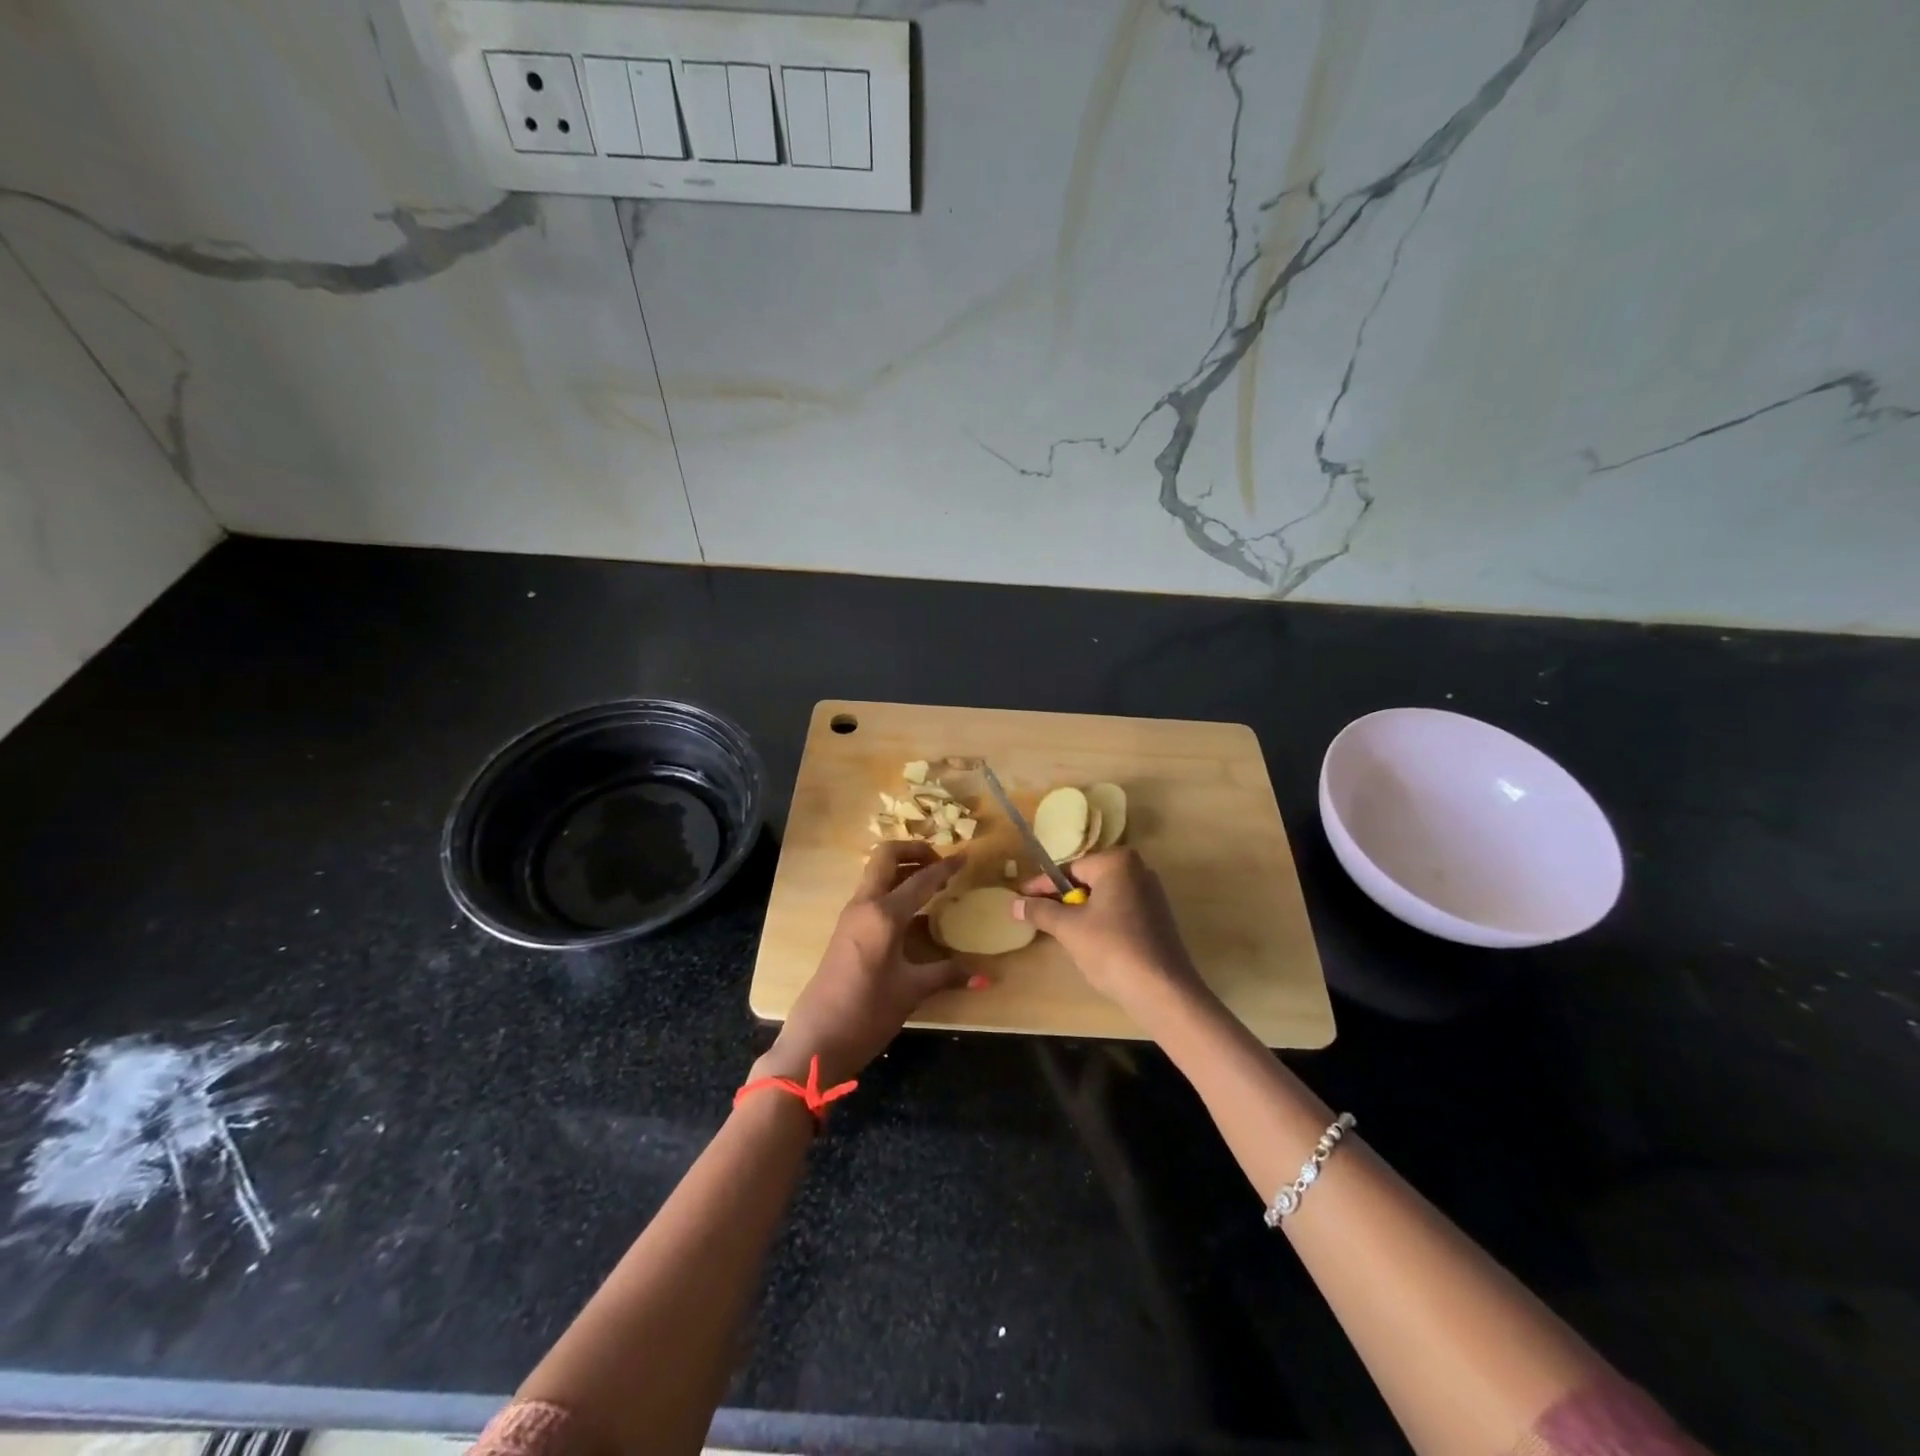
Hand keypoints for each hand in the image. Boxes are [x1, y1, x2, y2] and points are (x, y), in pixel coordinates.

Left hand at [755, 842, 971, 1085]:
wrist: (817, 1040)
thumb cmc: (867, 1013)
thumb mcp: (912, 991)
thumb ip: (947, 974)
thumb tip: (985, 976)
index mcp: (884, 914)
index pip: (921, 879)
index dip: (946, 867)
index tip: (966, 856)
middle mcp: (865, 904)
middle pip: (887, 856)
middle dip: (915, 851)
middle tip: (941, 864)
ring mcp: (851, 915)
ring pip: (877, 873)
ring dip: (903, 868)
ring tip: (931, 883)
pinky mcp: (845, 928)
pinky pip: (871, 892)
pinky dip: (892, 887)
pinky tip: (912, 910)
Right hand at [1011, 848, 1205, 1013]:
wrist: (1162, 990)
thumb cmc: (1111, 949)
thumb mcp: (1068, 928)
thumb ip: (1040, 911)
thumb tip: (1014, 903)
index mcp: (1117, 862)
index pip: (1069, 869)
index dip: (1042, 886)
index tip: (1020, 898)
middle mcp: (1138, 869)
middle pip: (1087, 881)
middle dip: (1062, 899)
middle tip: (1038, 916)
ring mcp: (1152, 894)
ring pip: (1103, 897)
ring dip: (1081, 911)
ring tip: (1060, 931)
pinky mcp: (1158, 917)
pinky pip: (1120, 910)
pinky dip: (1101, 921)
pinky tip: (1090, 942)